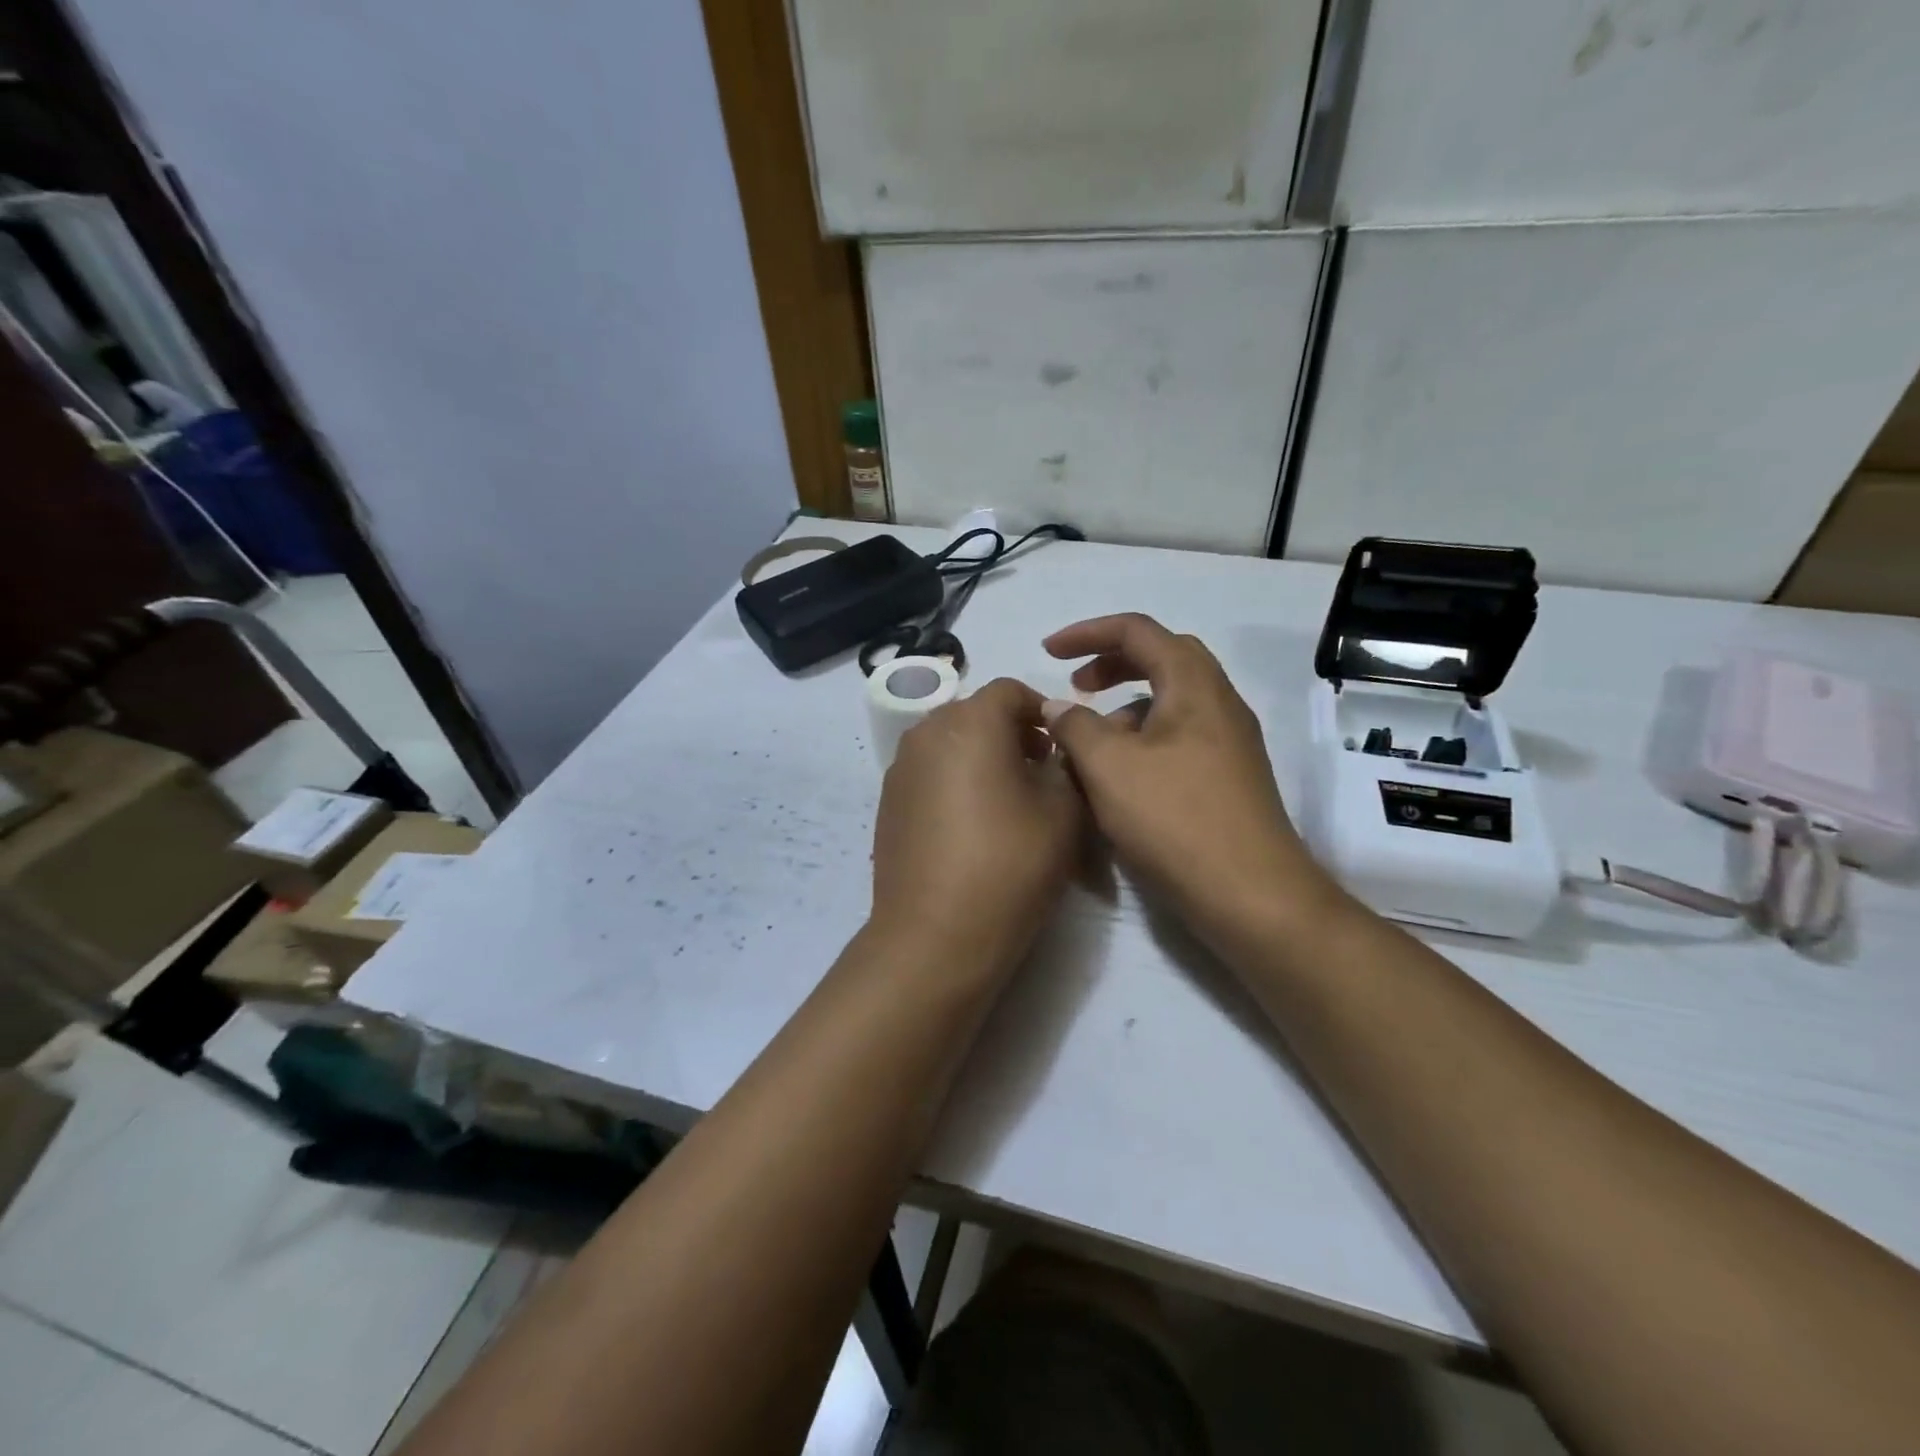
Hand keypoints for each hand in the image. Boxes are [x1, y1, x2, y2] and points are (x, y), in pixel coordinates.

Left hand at [872, 677, 1085, 972]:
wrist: (935, 935)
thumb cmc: (1009, 865)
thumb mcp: (1063, 812)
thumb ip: (1066, 765)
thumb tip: (1056, 751)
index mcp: (970, 722)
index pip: (1010, 690)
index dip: (1043, 709)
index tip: (1062, 745)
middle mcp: (926, 732)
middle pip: (975, 712)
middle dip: (1011, 731)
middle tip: (1039, 770)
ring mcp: (899, 768)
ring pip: (948, 742)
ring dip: (980, 755)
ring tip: (1006, 798)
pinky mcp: (886, 802)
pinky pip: (928, 772)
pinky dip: (953, 779)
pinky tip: (971, 823)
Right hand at [1041, 614, 1335, 946]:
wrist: (1251, 895)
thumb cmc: (1176, 820)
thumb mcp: (1109, 767)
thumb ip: (1075, 726)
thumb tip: (1057, 707)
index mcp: (1194, 685)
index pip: (1138, 631)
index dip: (1087, 633)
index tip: (1047, 652)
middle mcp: (1219, 703)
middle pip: (1162, 658)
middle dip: (1112, 663)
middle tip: (1076, 686)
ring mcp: (1229, 742)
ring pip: (1171, 701)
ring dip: (1126, 705)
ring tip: (1091, 740)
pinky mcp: (1228, 777)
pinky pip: (1179, 736)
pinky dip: (1143, 738)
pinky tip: (1120, 776)